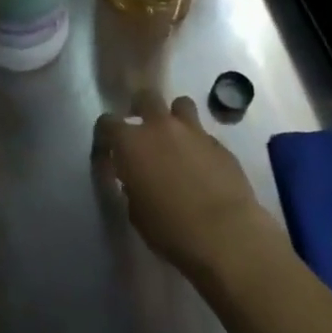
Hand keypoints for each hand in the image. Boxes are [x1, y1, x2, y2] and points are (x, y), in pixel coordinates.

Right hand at [95, 92, 278, 278]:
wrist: (226, 235)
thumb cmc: (171, 230)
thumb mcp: (136, 212)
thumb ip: (132, 186)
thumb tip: (135, 179)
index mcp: (131, 143)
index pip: (107, 122)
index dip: (105, 135)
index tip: (109, 151)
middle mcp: (160, 127)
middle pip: (146, 98)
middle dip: (141, 109)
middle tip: (143, 131)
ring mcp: (194, 132)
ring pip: (181, 105)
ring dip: (175, 118)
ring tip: (176, 140)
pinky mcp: (221, 145)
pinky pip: (204, 134)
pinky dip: (199, 144)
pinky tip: (203, 167)